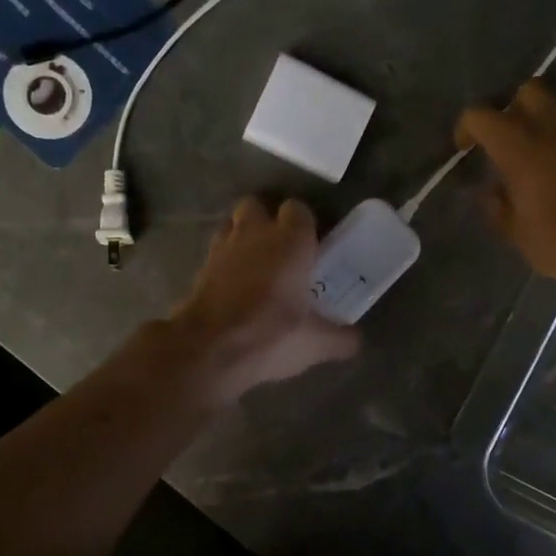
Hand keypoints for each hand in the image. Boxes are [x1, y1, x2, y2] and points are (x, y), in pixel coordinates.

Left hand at [167, 197, 360, 403]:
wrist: (210, 349)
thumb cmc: (272, 334)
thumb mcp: (317, 343)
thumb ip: (341, 337)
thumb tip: (356, 340)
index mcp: (290, 240)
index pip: (298, 209)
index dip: (304, 224)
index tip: (312, 247)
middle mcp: (255, 233)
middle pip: (257, 206)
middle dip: (266, 221)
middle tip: (281, 252)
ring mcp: (222, 248)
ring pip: (231, 225)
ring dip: (242, 238)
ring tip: (255, 267)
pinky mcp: (199, 269)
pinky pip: (215, 254)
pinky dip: (224, 264)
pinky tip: (234, 288)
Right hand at [455, 80, 555, 289]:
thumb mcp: (518, 234)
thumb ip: (499, 208)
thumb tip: (491, 193)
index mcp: (520, 148)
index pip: (481, 116)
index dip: (467, 128)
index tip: (466, 148)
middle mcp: (555, 127)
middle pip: (528, 91)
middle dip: (514, 108)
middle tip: (511, 139)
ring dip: (548, 124)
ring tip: (545, 155)